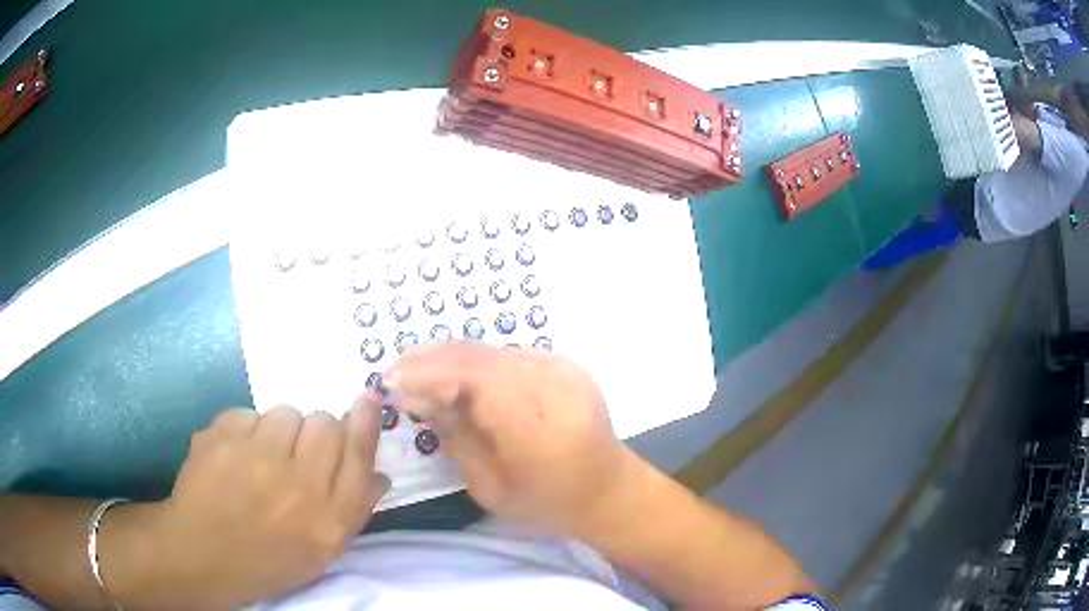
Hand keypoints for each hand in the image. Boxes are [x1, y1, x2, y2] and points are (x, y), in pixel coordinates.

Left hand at [106, 403, 388, 609]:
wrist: (201, 552)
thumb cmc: (267, 559)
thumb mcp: (320, 551)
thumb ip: (353, 511)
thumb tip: (379, 474)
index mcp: (328, 518)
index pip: (358, 456)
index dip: (365, 423)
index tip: (366, 398)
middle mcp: (298, 485)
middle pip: (324, 423)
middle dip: (316, 432)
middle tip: (297, 453)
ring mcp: (255, 457)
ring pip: (285, 413)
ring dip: (280, 430)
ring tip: (261, 457)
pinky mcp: (221, 437)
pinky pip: (247, 414)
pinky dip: (244, 431)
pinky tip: (233, 456)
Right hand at [386, 342, 636, 535]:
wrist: (608, 489)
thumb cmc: (549, 503)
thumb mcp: (492, 488)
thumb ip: (455, 437)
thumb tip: (414, 396)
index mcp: (541, 427)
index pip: (474, 381)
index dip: (426, 377)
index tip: (388, 385)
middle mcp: (555, 385)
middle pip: (479, 358)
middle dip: (427, 361)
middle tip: (391, 373)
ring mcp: (563, 368)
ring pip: (490, 350)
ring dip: (446, 357)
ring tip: (410, 370)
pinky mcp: (564, 363)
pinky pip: (506, 354)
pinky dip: (472, 360)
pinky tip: (448, 372)